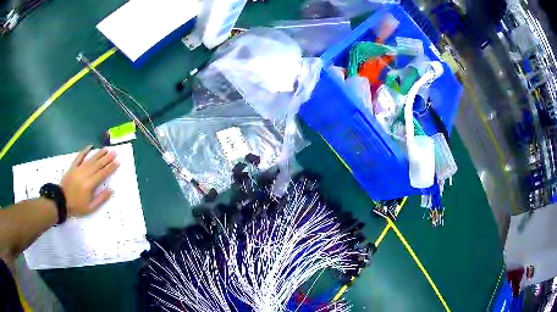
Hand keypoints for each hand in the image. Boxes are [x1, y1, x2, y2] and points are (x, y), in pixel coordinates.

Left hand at [60, 145, 119, 216]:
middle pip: (98, 164)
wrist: (61, 201)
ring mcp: (78, 169)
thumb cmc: (77, 206)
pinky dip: (84, 151)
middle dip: (107, 158)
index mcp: (90, 185)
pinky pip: (79, 157)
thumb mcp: (91, 208)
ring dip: (99, 153)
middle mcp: (85, 174)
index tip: (118, 162)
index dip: (111, 168)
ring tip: (106, 149)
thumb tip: (111, 190)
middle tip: (114, 152)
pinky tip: (90, 146)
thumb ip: (101, 199)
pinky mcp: (73, 167)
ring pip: (90, 159)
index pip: (103, 174)